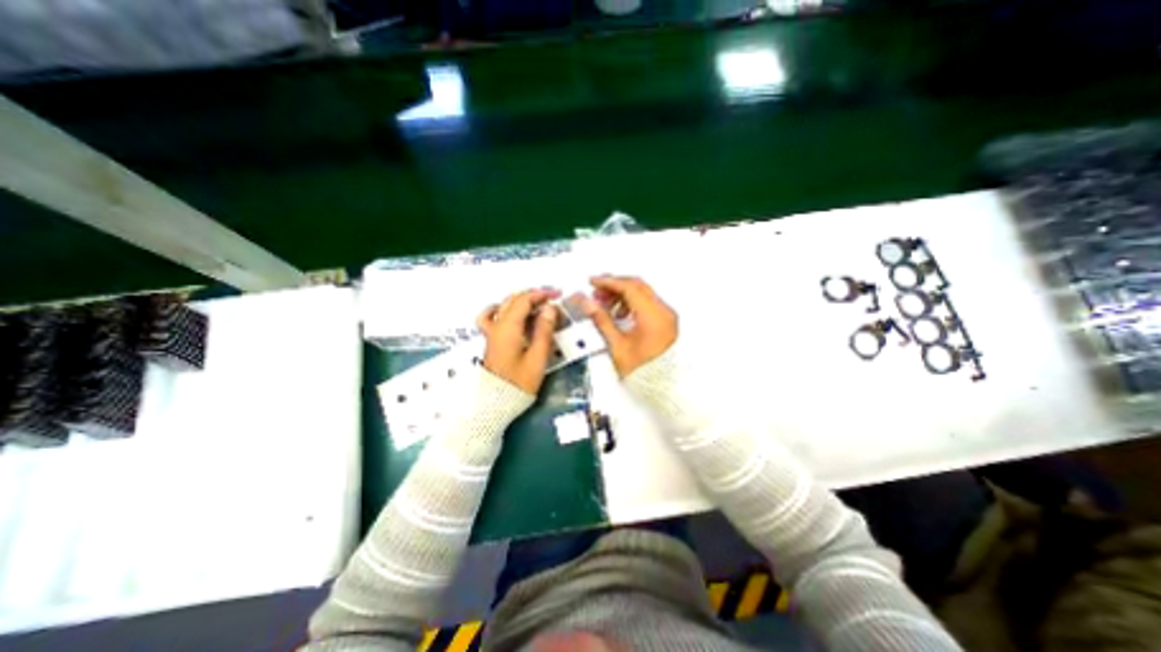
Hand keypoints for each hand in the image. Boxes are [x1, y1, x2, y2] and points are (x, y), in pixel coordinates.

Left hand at [473, 288, 559, 391]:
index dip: (542, 294)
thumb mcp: (538, 357)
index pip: (524, 300)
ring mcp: (491, 331)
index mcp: (508, 327)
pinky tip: (510, 311)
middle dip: (534, 295)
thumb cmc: (519, 382)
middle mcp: (497, 325)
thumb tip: (550, 309)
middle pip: (514, 299)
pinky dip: (501, 308)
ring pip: (504, 305)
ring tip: (538, 304)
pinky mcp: (491, 339)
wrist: (496, 402)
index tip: (558, 295)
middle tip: (553, 298)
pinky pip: (491, 316)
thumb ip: (544, 330)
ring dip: (521, 300)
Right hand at [585, 275, 677, 377]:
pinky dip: (631, 303)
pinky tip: (618, 314)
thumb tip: (585, 301)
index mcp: (654, 316)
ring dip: (622, 294)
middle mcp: (664, 312)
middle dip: (615, 286)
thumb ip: (600, 319)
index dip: (609, 282)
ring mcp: (667, 316)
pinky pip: (647, 303)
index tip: (592, 281)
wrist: (661, 387)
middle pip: (637, 287)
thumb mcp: (616, 345)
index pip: (630, 288)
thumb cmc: (641, 371)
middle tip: (596, 292)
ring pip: (642, 294)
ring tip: (604, 304)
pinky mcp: (665, 321)